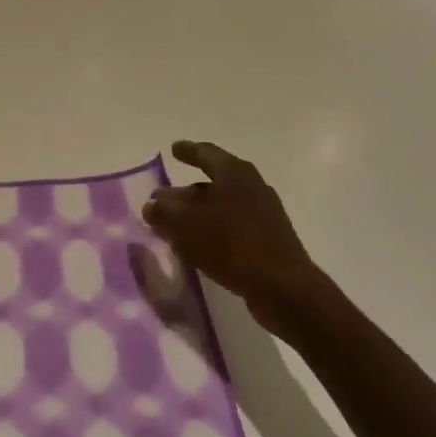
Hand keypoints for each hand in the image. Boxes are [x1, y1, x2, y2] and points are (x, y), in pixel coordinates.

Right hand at [141, 141, 326, 326]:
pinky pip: (231, 229)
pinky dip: (210, 233)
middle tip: (161, 199)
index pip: (206, 154)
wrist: (283, 287)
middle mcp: (252, 187)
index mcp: (235, 173)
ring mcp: (263, 215)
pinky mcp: (267, 241)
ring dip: (196, 215)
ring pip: (221, 208)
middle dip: (184, 192)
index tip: (173, 149)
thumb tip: (152, 204)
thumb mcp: (187, 225)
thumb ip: (165, 212)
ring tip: (172, 226)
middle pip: (212, 184)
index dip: (188, 151)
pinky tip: (194, 248)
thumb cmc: (232, 244)